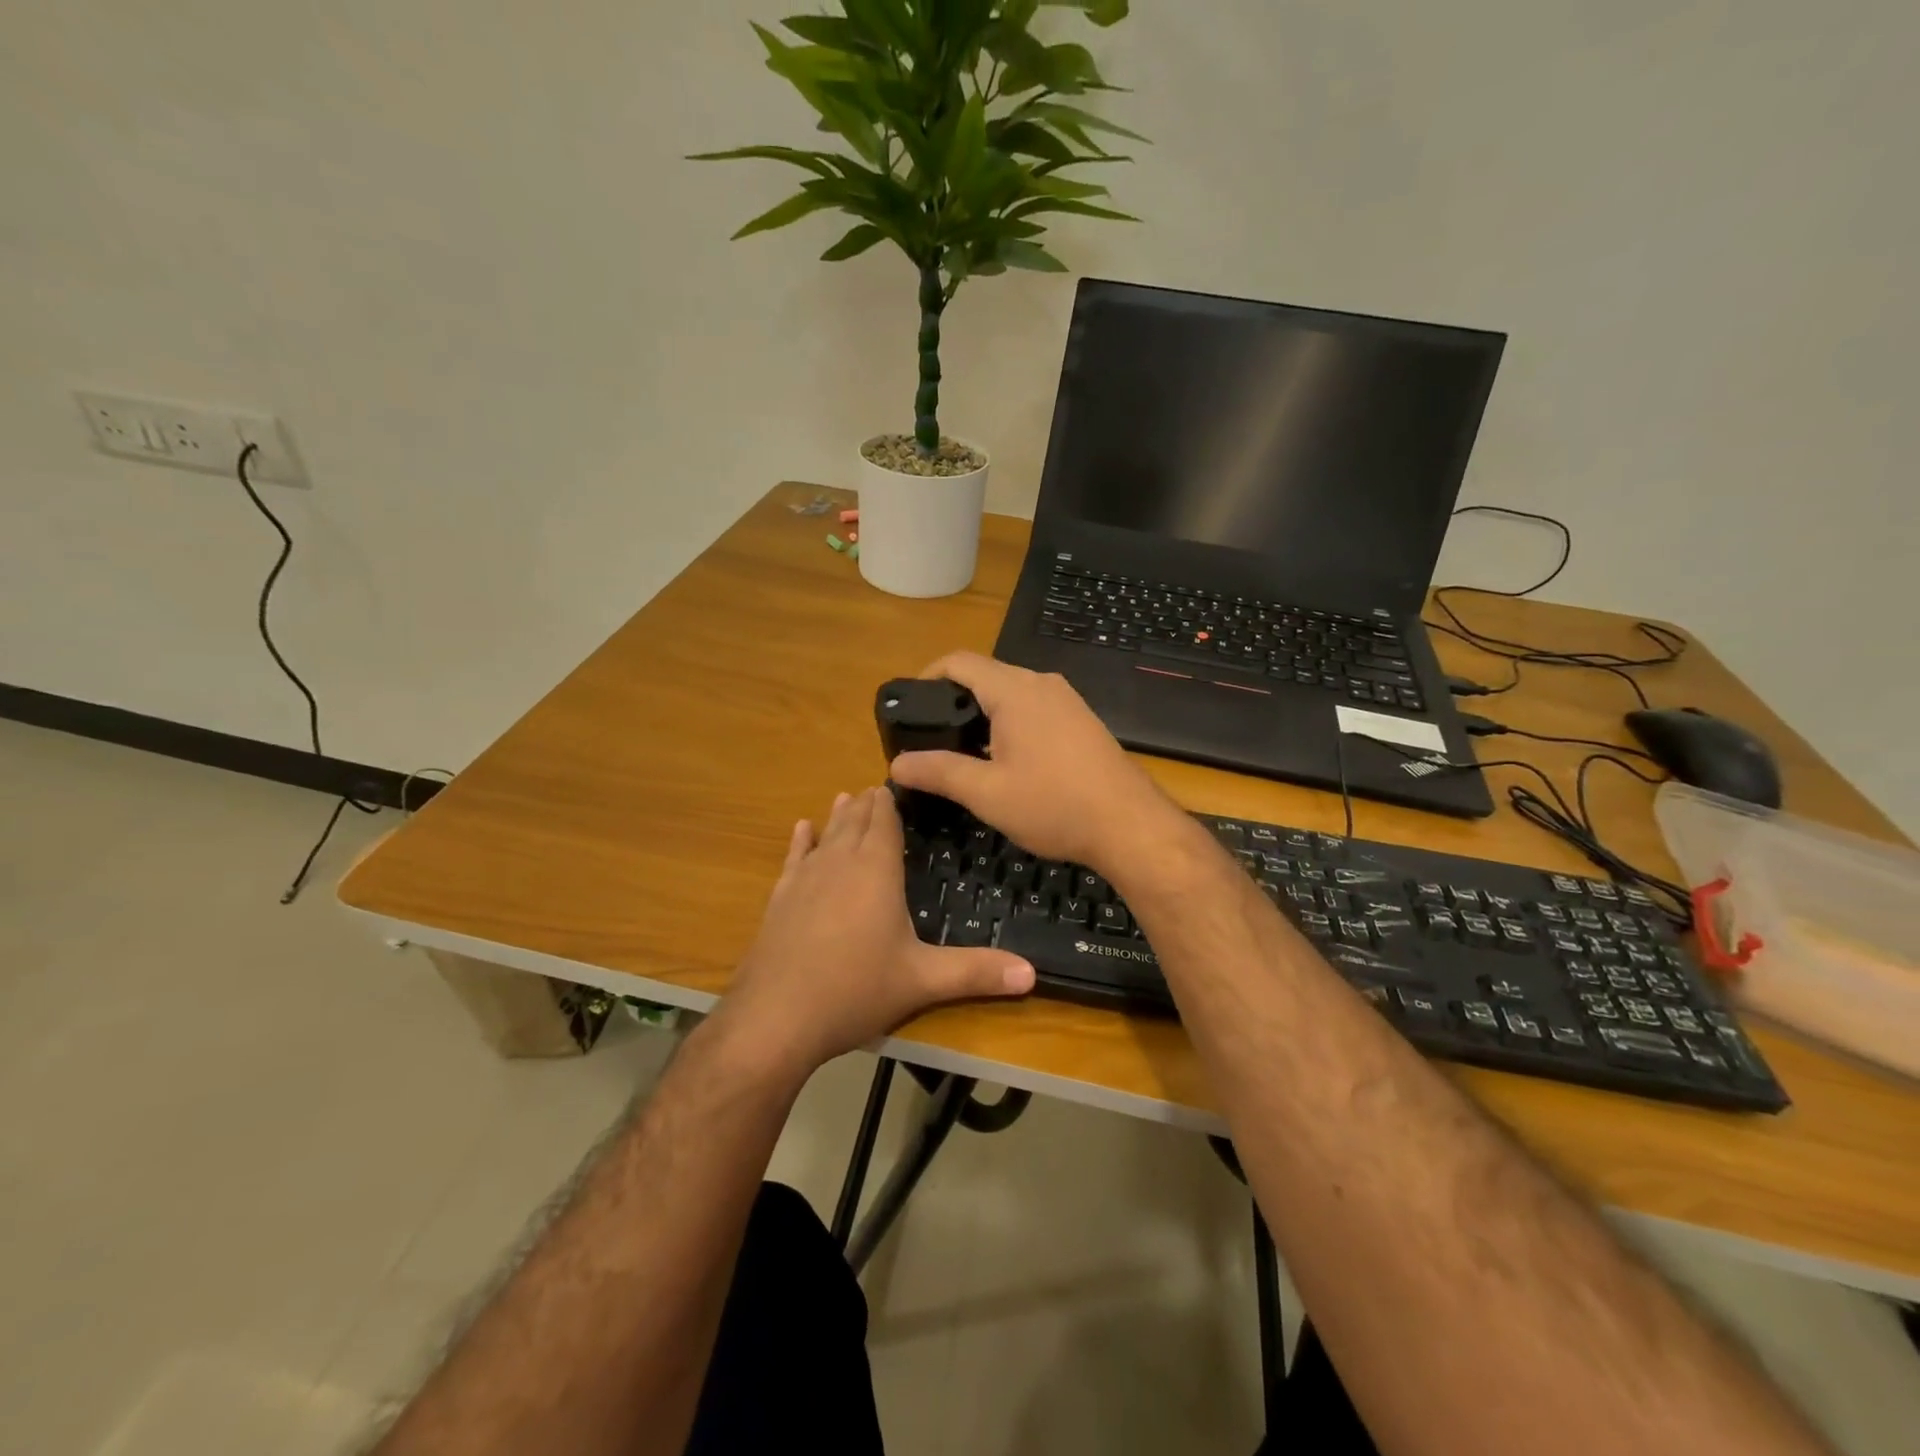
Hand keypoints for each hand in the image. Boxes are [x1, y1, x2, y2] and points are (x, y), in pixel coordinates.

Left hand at [720, 787, 1035, 1078]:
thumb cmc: (855, 990)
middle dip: (867, 804)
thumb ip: (976, 972)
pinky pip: (794, 858)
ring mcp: (805, 879)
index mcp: (876, 871)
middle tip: (877, 788)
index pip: (884, 822)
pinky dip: (801, 841)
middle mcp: (839, 863)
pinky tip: (801, 829)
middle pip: (854, 821)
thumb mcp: (922, 981)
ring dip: (838, 816)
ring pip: (826, 835)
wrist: (775, 1017)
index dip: (891, 802)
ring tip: (846, 796)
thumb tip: (1032, 973)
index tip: (898, 783)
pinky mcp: (780, 899)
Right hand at [887, 651, 1183, 873]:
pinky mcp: (1081, 719)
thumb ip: (938, 772)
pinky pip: (1034, 707)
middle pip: (985, 675)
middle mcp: (1042, 683)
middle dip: (953, 701)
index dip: (927, 676)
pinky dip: (1010, 722)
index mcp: (1015, 690)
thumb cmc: (1054, 805)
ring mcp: (1067, 700)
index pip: (959, 662)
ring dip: (983, 714)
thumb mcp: (987, 793)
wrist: (1129, 825)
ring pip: (1011, 693)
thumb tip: (896, 765)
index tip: (910, 707)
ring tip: (962, 753)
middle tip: (930, 737)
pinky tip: (1006, 760)